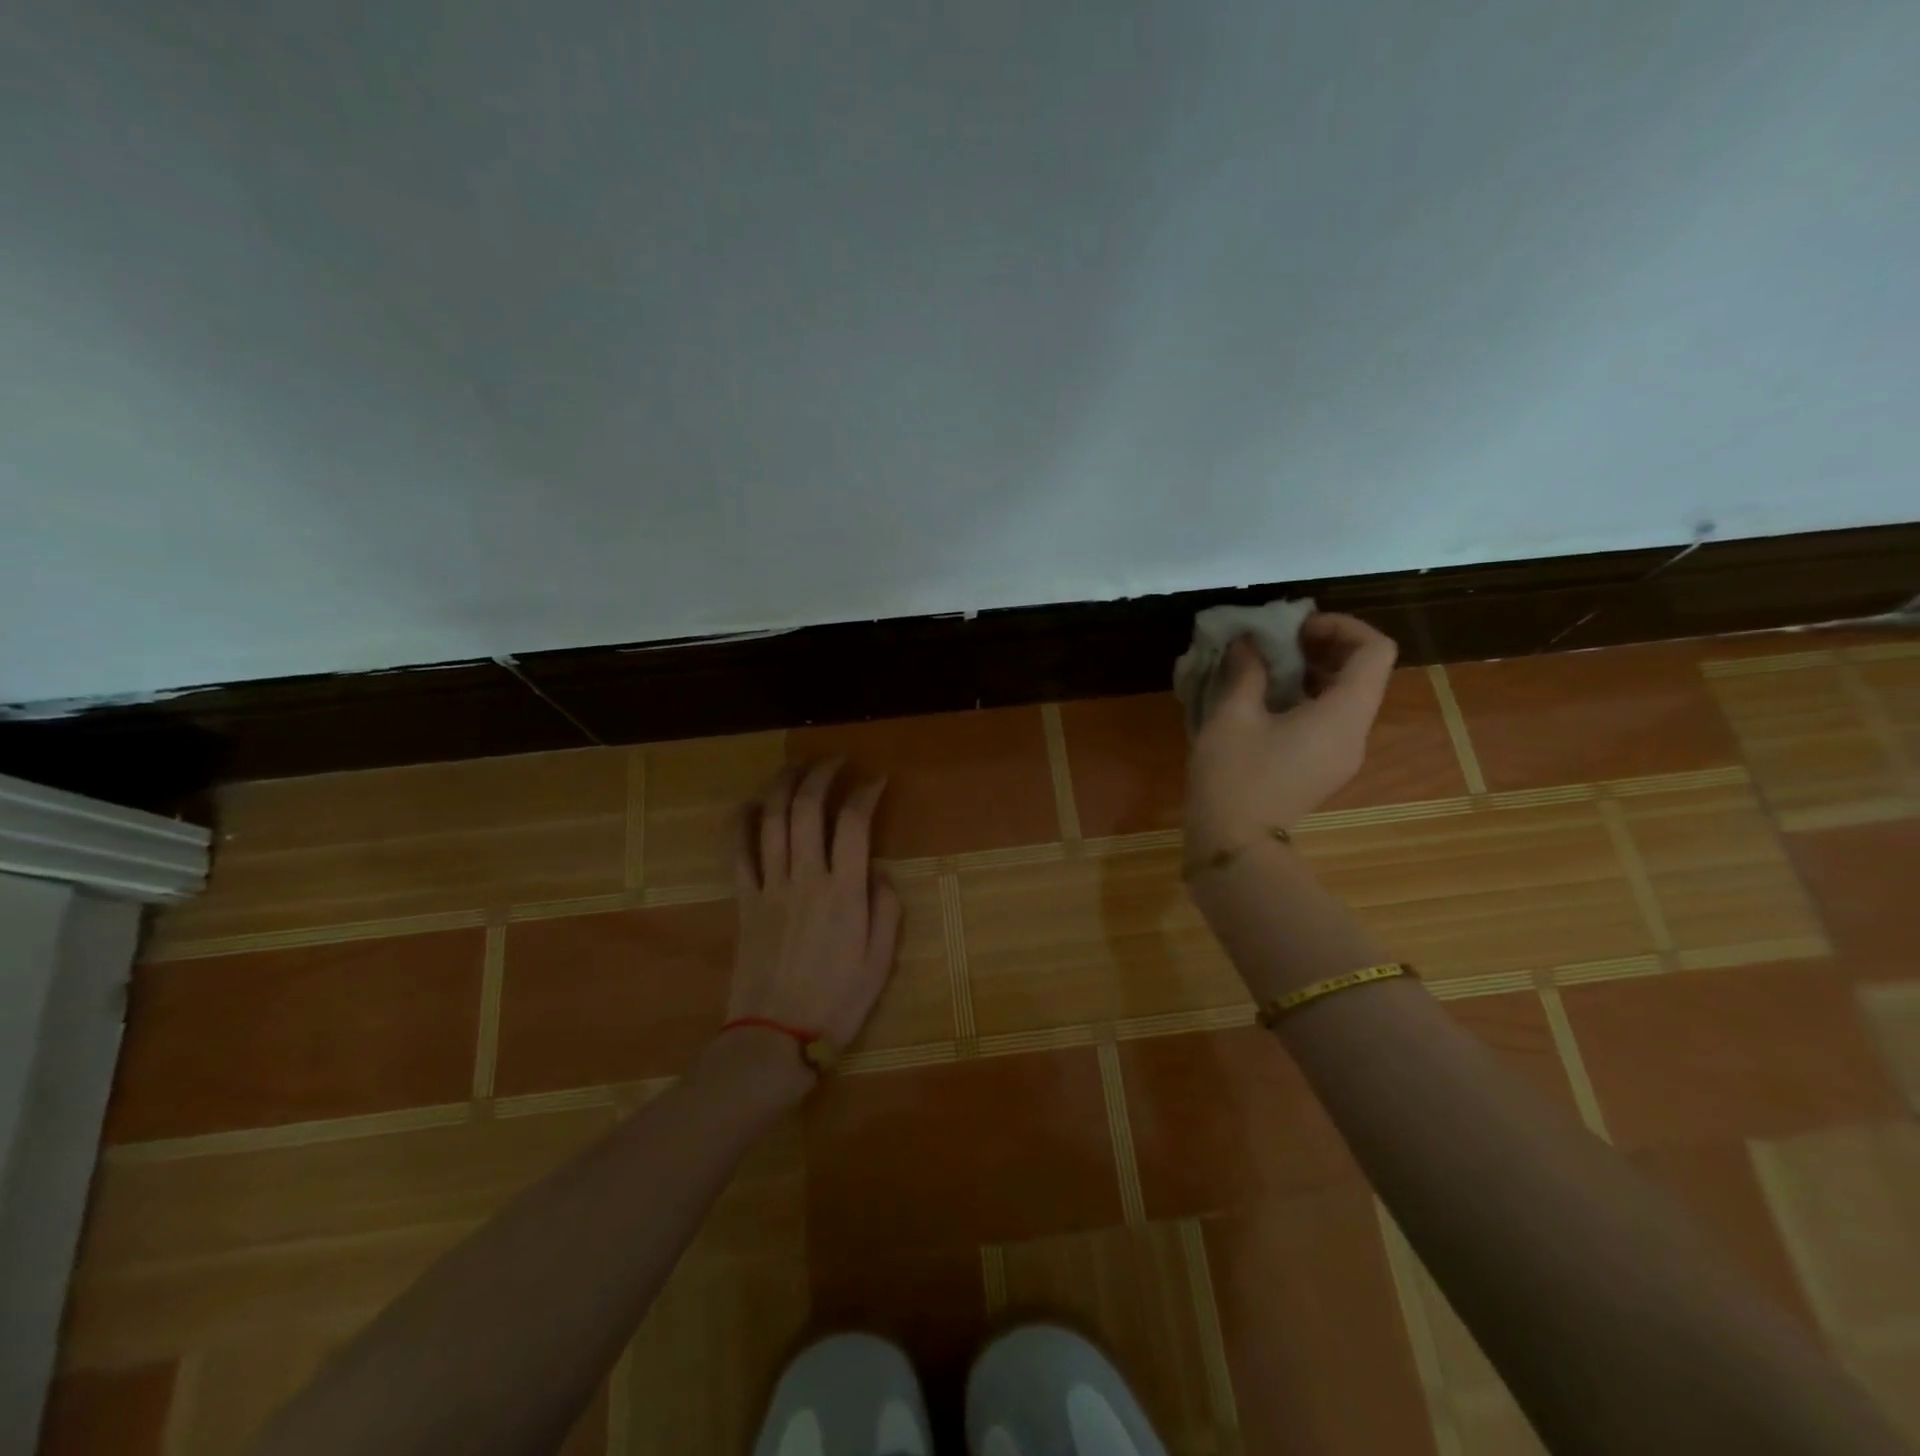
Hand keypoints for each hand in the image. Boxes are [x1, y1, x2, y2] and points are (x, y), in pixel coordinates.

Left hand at [724, 760, 903, 1051]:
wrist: (775, 1038)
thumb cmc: (837, 1003)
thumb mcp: (880, 961)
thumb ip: (886, 909)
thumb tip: (877, 869)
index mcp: (844, 893)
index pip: (854, 823)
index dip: (865, 792)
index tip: (876, 780)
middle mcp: (805, 879)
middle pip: (806, 809)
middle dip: (821, 774)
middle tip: (835, 761)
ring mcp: (769, 887)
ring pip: (770, 820)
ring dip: (782, 785)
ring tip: (796, 767)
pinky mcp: (744, 901)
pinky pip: (737, 853)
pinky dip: (739, 822)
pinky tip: (748, 804)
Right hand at [1185, 612, 1397, 850]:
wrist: (1234, 845)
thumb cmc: (1233, 776)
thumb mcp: (1231, 715)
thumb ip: (1246, 670)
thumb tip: (1248, 642)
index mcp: (1343, 714)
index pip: (1376, 651)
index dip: (1343, 626)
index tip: (1297, 628)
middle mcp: (1355, 733)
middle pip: (1365, 673)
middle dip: (1326, 646)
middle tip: (1279, 642)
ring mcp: (1343, 755)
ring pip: (1347, 697)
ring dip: (1315, 672)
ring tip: (1268, 668)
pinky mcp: (1324, 769)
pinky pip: (1331, 720)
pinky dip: (1309, 698)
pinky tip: (1267, 702)